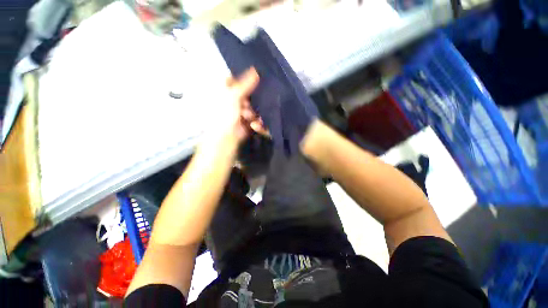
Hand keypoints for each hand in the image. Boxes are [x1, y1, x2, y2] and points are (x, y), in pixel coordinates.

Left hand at [206, 67, 267, 144]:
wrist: (225, 139)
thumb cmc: (224, 115)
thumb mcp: (233, 96)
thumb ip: (245, 83)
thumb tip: (256, 70)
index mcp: (223, 92)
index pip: (234, 80)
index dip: (244, 79)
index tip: (255, 80)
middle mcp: (231, 101)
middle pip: (246, 94)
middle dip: (250, 100)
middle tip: (247, 106)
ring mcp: (239, 112)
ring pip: (252, 107)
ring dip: (252, 113)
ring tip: (248, 118)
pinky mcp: (246, 122)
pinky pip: (254, 118)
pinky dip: (255, 122)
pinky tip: (253, 125)